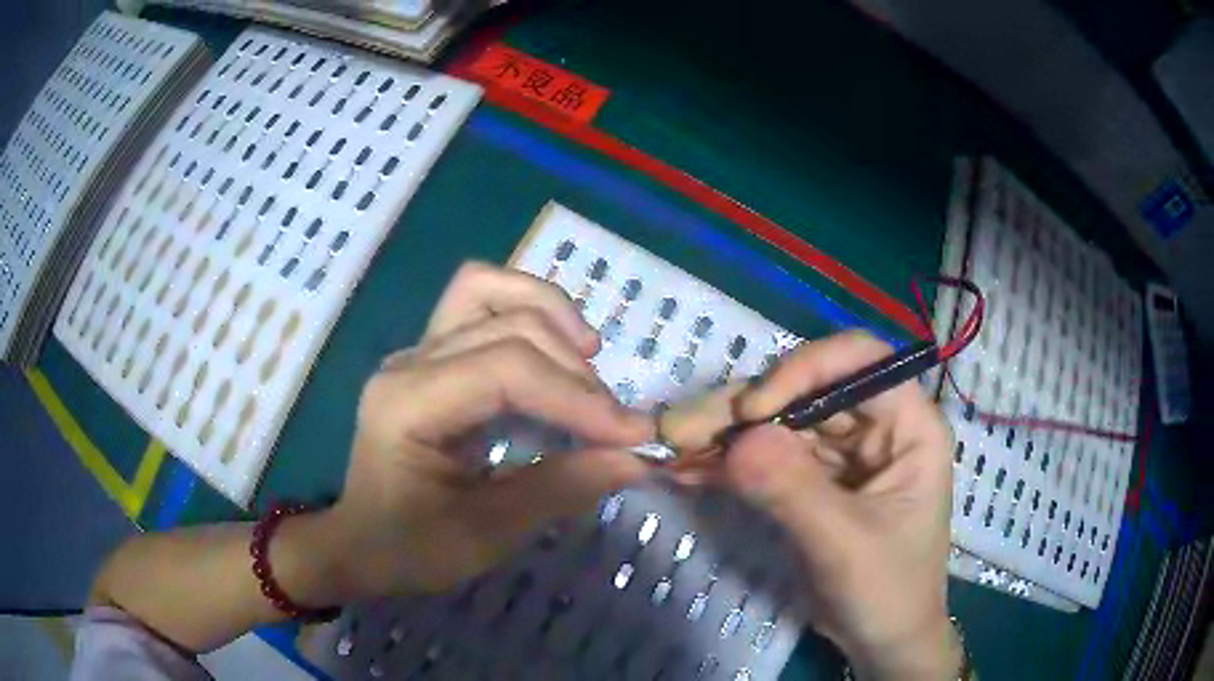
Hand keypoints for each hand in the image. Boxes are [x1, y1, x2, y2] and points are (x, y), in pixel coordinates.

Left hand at [321, 262, 653, 597]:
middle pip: (507, 325)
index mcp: (407, 405)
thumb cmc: (410, 548)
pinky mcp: (431, 354)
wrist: (361, 543)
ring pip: (489, 289)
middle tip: (613, 425)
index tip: (633, 435)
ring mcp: (417, 350)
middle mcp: (409, 362)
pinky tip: (555, 347)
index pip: (505, 370)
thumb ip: (558, 490)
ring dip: (550, 316)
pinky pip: (480, 301)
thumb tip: (635, 459)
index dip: (577, 397)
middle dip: (573, 371)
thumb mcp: (485, 536)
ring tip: (589, 360)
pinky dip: (527, 311)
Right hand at [665, 331, 958, 679]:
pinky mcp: (813, 480)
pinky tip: (688, 469)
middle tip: (681, 429)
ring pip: (780, 422)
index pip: (860, 362)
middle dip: (745, 409)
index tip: (753, 410)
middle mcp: (875, 426)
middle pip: (808, 391)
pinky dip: (728, 463)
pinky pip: (768, 458)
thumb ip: (794, 491)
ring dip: (726, 435)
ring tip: (673, 449)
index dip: (806, 370)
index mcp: (909, 426)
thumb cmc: (888, 591)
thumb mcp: (846, 545)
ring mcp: (842, 453)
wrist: (880, 639)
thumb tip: (736, 441)